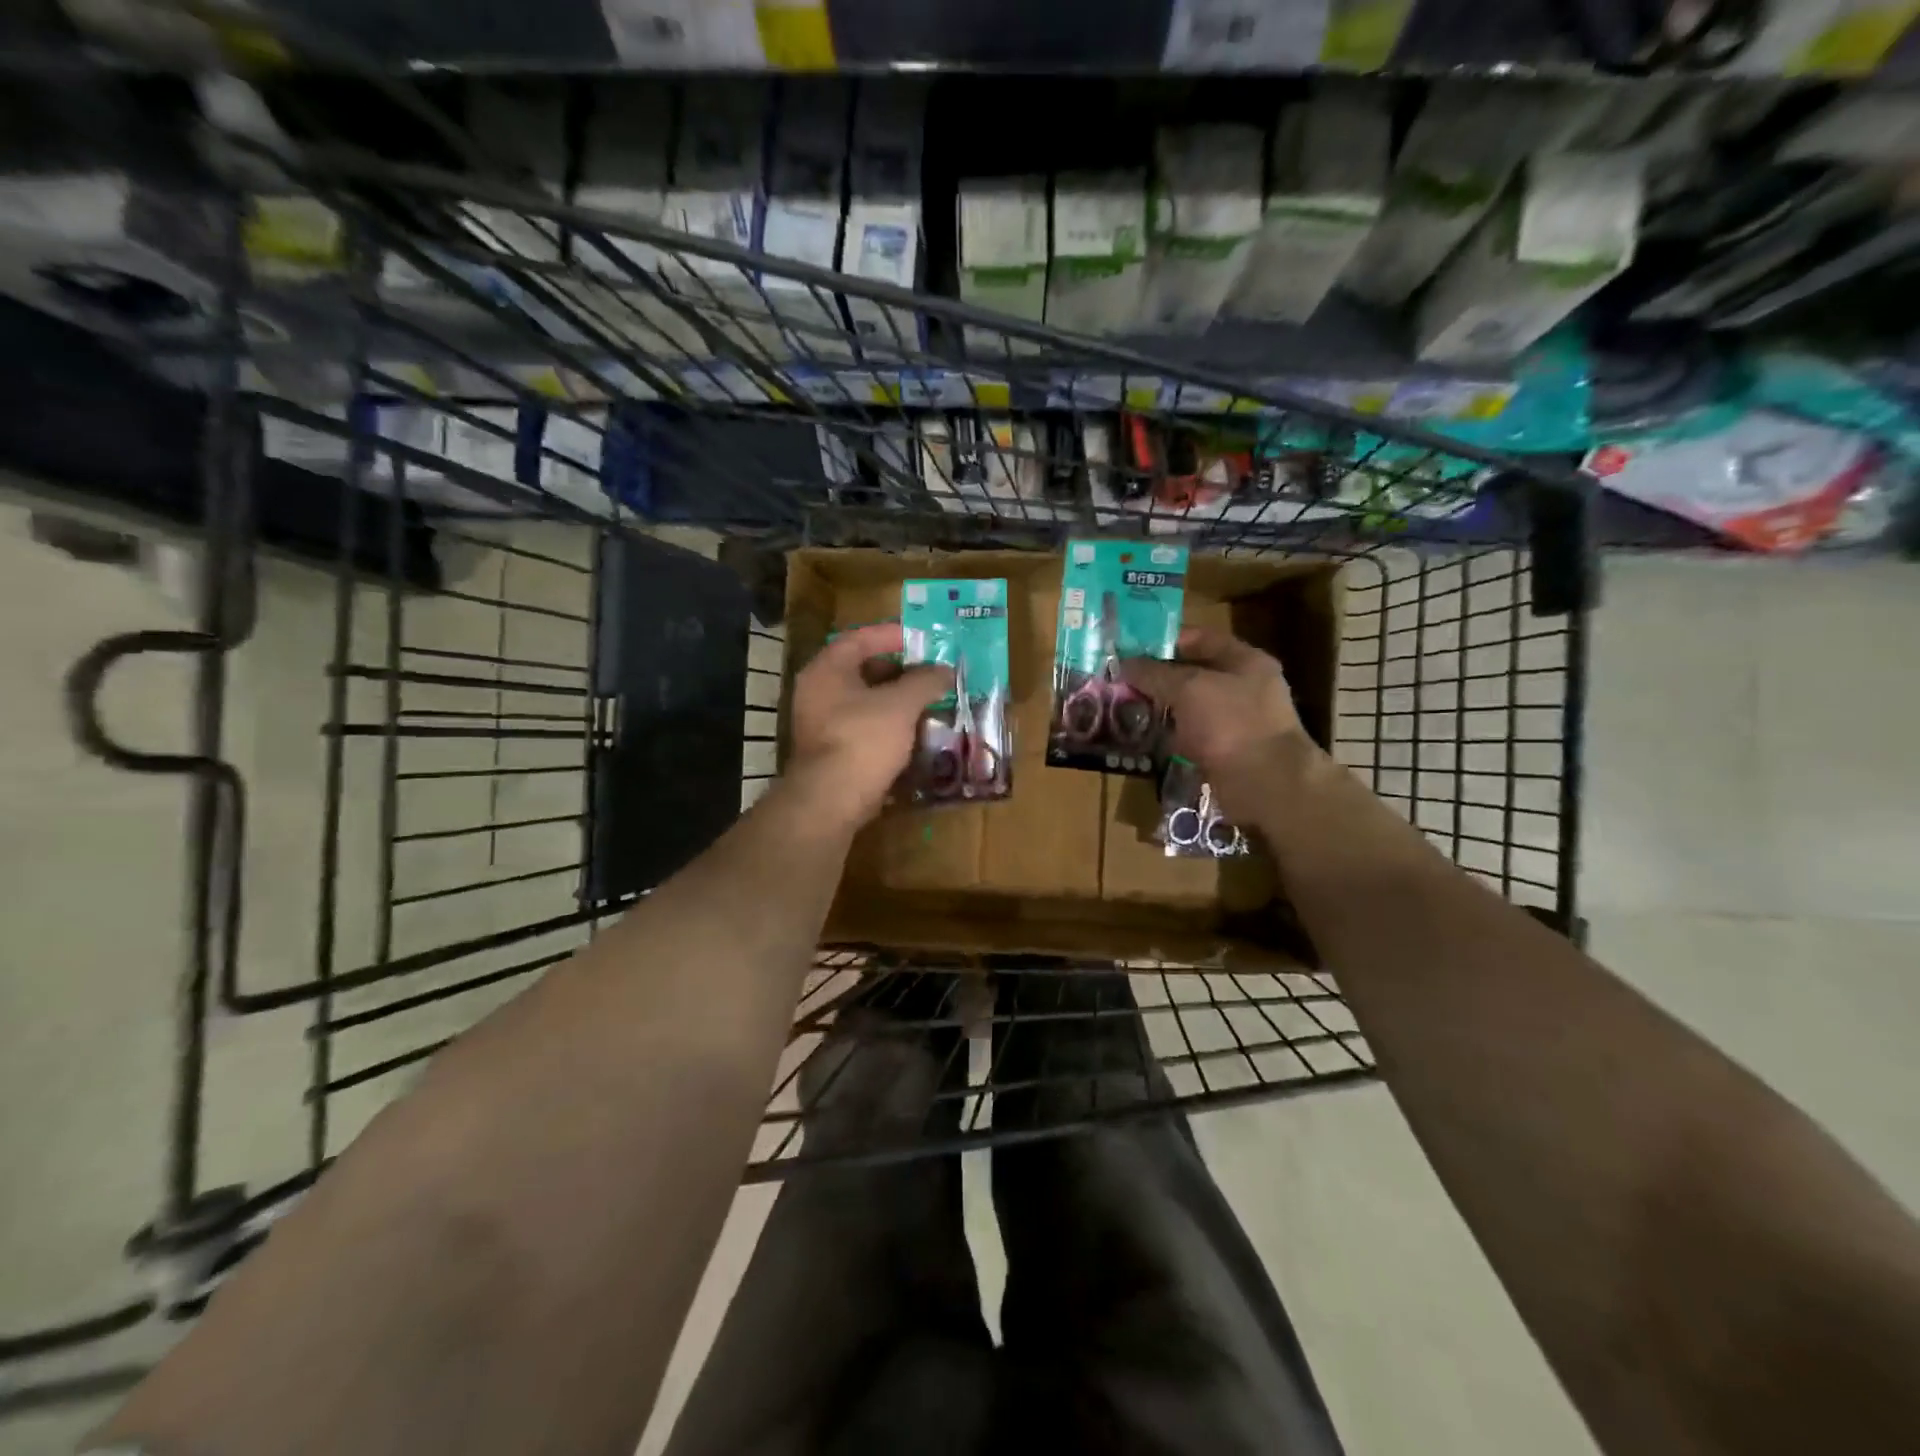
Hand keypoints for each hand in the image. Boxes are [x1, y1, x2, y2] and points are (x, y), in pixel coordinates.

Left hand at [785, 622, 952, 831]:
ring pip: (865, 702)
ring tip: (930, 702)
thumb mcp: (901, 705)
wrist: (831, 801)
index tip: (922, 639)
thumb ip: (925, 681)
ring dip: (897, 701)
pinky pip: (864, 728)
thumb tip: (946, 670)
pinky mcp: (832, 752)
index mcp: (827, 670)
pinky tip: (915, 732)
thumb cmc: (863, 740)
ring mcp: (822, 724)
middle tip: (931, 673)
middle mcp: (818, 692)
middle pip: (862, 670)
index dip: (892, 635)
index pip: (859, 638)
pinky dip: (889, 726)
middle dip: (900, 671)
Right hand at [1120, 627, 1312, 810]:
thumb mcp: (1189, 688)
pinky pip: (1191, 737)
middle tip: (1121, 680)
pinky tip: (1143, 737)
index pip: (1200, 638)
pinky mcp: (1225, 752)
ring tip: (1124, 707)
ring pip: (1189, 708)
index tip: (1131, 647)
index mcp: (1245, 661)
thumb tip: (1123, 664)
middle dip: (1157, 677)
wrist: (1265, 784)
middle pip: (1193, 674)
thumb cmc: (1231, 723)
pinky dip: (1169, 737)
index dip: (1165, 640)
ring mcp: (1235, 722)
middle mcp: (1243, 687)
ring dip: (1161, 708)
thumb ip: (1154, 673)